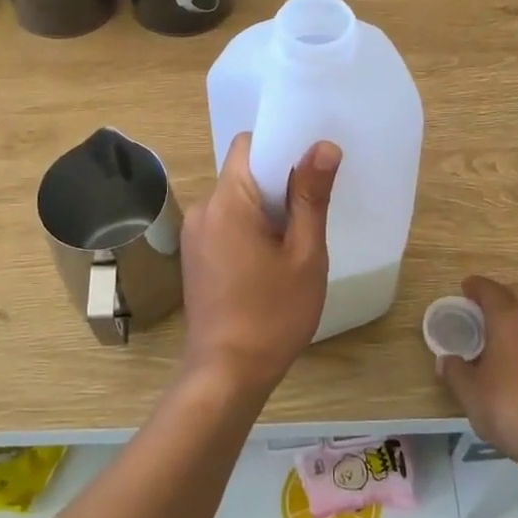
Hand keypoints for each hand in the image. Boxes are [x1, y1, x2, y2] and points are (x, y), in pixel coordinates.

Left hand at [181, 133, 339, 398]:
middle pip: (242, 171)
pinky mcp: (194, 255)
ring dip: (265, 207)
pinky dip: (249, 226)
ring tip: (296, 235)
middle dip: (278, 180)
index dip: (280, 145)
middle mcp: (203, 208)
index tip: (311, 163)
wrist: (227, 373)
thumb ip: (311, 196)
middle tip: (313, 204)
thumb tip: (323, 146)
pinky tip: (271, 256)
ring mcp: (194, 233)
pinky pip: (226, 222)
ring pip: (235, 199)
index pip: (248, 144)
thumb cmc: (273, 314)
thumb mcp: (305, 254)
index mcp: (228, 201)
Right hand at [433, 275, 517, 473]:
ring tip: (505, 334)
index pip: (490, 290)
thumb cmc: (512, 410)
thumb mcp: (471, 395)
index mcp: (509, 320)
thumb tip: (445, 360)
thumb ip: (456, 373)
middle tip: (483, 308)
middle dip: (501, 294)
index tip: (465, 287)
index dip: (476, 286)